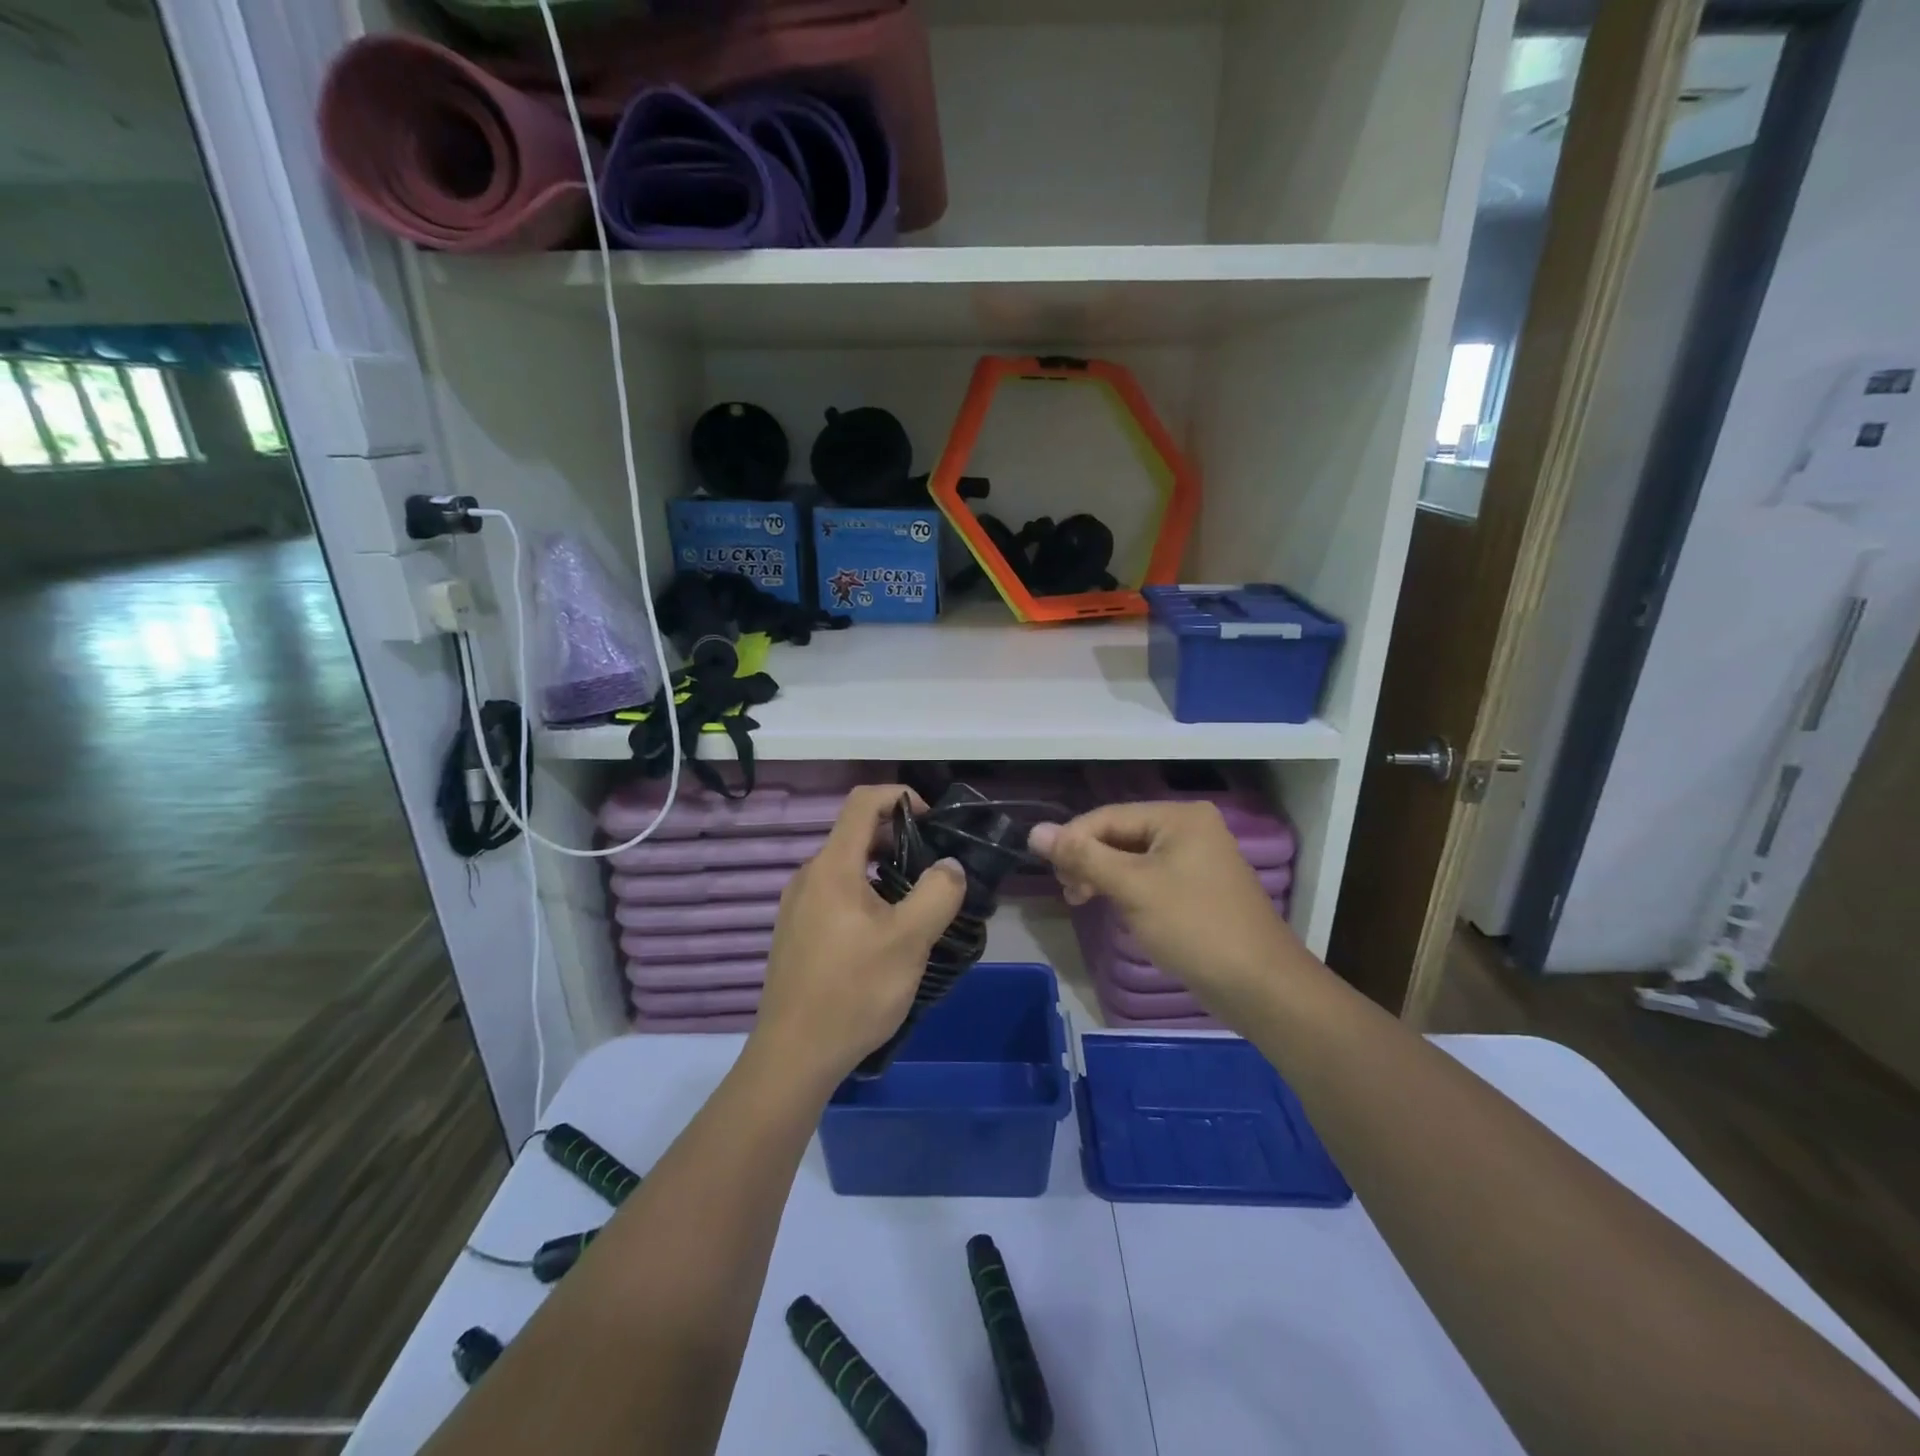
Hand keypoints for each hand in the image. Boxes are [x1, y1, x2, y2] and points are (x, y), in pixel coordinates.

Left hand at [750, 785, 965, 1087]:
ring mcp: (797, 906)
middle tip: (935, 870)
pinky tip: (885, 936)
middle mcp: (809, 876)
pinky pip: (835, 895)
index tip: (933, 821)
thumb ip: (937, 893)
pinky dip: (866, 896)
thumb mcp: (910, 941)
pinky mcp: (795, 933)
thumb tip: (949, 866)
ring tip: (917, 905)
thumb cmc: (853, 991)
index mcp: (832, 867)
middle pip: (856, 834)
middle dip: (899, 839)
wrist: (793, 1056)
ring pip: (847, 868)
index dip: (900, 796)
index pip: (863, 802)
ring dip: (884, 872)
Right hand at [1030, 802, 1299, 1019]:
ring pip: (1131, 857)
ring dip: (1102, 875)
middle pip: (1119, 834)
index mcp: (1178, 817)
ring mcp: (1195, 859)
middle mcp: (1188, 828)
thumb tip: (1035, 831)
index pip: (1107, 816)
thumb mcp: (1133, 887)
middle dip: (1088, 859)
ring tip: (1081, 900)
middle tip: (1069, 892)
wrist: (1260, 985)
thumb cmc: (1194, 927)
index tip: (1049, 873)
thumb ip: (1083, 856)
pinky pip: (1148, 877)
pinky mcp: (1196, 888)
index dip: (1072, 840)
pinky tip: (1111, 906)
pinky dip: (1124, 889)